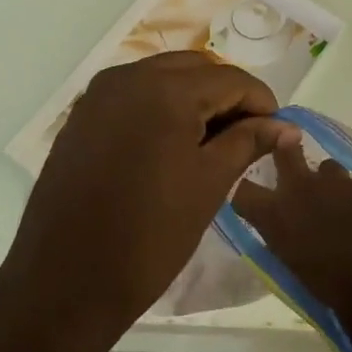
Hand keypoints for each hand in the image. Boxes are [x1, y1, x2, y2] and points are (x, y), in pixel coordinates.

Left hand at [6, 52, 298, 340]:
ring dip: (194, 98)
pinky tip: (172, 144)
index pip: (230, 79)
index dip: (261, 102)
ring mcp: (99, 94)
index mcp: (165, 89)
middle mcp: (129, 76)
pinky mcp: (82, 115)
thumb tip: (287, 127)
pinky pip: (133, 94)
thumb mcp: (210, 185)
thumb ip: (249, 142)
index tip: (277, 133)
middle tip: (247, 137)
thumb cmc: (149, 236)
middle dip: (227, 96)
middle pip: (196, 69)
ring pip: (163, 77)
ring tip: (212, 142)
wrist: (65, 282)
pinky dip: (161, 107)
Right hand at [231, 144, 351, 351]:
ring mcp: (339, 182)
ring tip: (339, 204)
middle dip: (284, 148)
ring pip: (328, 168)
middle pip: (284, 149)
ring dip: (329, 183)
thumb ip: (282, 236)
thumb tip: (283, 226)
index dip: (244, 189)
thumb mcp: (292, 266)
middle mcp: (303, 187)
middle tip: (289, 154)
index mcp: (276, 214)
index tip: (250, 193)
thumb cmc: (332, 291)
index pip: (241, 190)